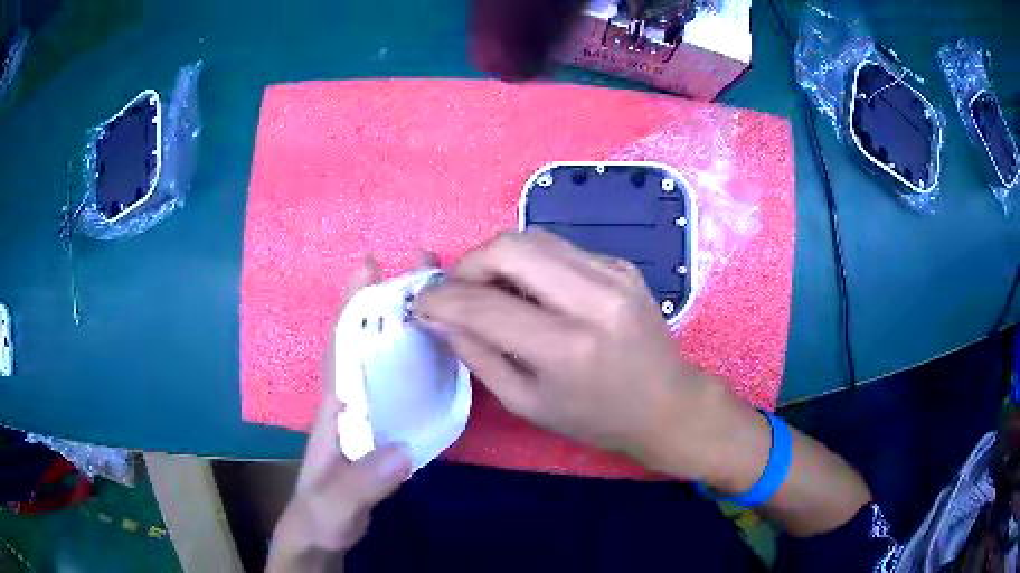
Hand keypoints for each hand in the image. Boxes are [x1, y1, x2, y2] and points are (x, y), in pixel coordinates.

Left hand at [267, 257, 413, 571]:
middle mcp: (352, 401)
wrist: (321, 534)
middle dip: (390, 303)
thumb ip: (362, 482)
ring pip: (389, 362)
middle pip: (369, 343)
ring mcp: (370, 415)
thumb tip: (402, 449)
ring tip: (442, 300)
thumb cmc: (321, 516)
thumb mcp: (336, 504)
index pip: (342, 348)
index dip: (353, 306)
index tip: (369, 264)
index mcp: (335, 408)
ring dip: (409, 328)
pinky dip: (421, 365)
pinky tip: (444, 357)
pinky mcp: (385, 431)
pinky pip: (405, 389)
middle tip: (424, 267)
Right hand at [414, 230, 744, 480]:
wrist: (668, 403)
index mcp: (566, 348)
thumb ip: (477, 355)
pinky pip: (558, 248)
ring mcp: (612, 273)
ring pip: (532, 236)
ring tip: (487, 289)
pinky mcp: (621, 264)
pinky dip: (530, 262)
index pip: (483, 305)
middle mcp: (592, 298)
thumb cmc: (596, 418)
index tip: (421, 303)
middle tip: (456, 291)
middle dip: (468, 264)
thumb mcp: (526, 403)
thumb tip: (439, 318)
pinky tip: (529, 290)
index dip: (441, 300)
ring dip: (497, 258)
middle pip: (508, 246)